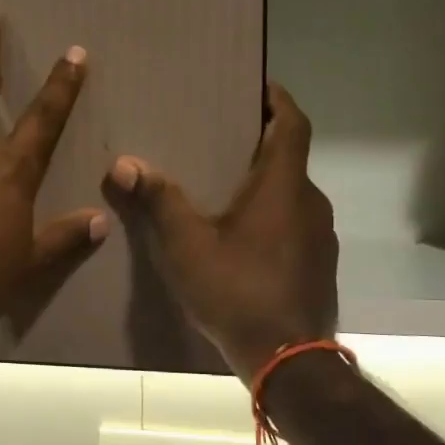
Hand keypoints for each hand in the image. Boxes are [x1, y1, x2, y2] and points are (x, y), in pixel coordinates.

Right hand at [103, 83, 337, 382]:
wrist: (289, 360)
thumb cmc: (238, 291)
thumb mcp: (187, 246)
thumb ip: (158, 201)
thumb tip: (124, 163)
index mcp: (285, 186)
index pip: (292, 123)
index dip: (277, 98)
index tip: (257, 84)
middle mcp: (311, 203)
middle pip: (290, 157)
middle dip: (260, 142)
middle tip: (220, 136)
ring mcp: (320, 237)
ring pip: (292, 194)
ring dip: (264, 183)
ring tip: (222, 186)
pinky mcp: (318, 265)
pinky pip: (294, 224)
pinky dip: (271, 216)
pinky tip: (240, 236)